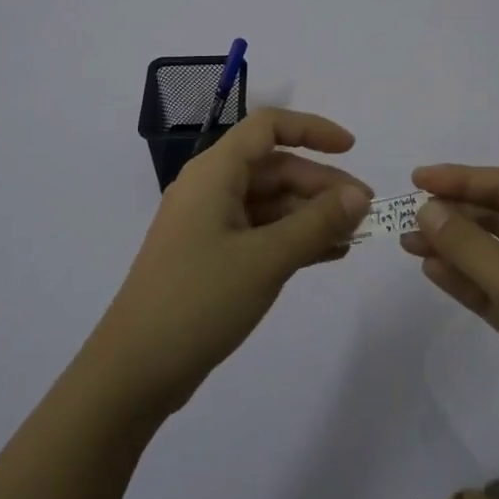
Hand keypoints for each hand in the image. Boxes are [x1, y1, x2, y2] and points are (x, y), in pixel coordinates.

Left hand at [88, 109, 370, 419]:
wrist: (134, 370)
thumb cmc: (200, 300)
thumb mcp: (267, 259)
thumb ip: (317, 223)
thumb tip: (358, 197)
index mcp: (214, 172)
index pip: (268, 127)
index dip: (312, 130)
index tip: (351, 149)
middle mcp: (210, 189)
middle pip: (274, 168)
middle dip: (321, 185)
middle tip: (365, 212)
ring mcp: (208, 225)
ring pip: (270, 203)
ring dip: (311, 215)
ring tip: (354, 237)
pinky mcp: (210, 258)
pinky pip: (260, 233)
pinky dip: (293, 238)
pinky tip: (328, 254)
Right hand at [401, 164, 498, 473]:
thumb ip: (471, 247)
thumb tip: (426, 208)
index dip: (461, 179)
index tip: (416, 179)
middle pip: (497, 217)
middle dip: (453, 214)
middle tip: (405, 216)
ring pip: (490, 254)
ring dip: (452, 246)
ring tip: (408, 243)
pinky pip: (491, 288)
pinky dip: (464, 279)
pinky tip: (432, 271)